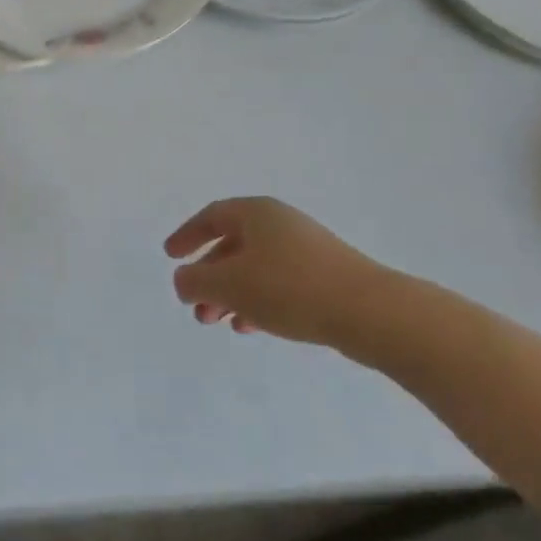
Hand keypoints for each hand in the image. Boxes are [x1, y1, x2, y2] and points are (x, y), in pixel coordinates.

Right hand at [165, 196, 396, 352]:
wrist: (369, 311)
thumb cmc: (289, 288)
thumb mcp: (230, 284)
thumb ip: (196, 281)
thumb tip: (183, 279)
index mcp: (256, 213)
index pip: (211, 217)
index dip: (187, 235)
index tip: (170, 256)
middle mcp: (279, 224)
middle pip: (232, 244)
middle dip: (209, 276)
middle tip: (194, 306)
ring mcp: (305, 249)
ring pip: (255, 267)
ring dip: (230, 293)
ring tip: (218, 323)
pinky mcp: (325, 276)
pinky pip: (278, 283)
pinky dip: (257, 301)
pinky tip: (251, 327)